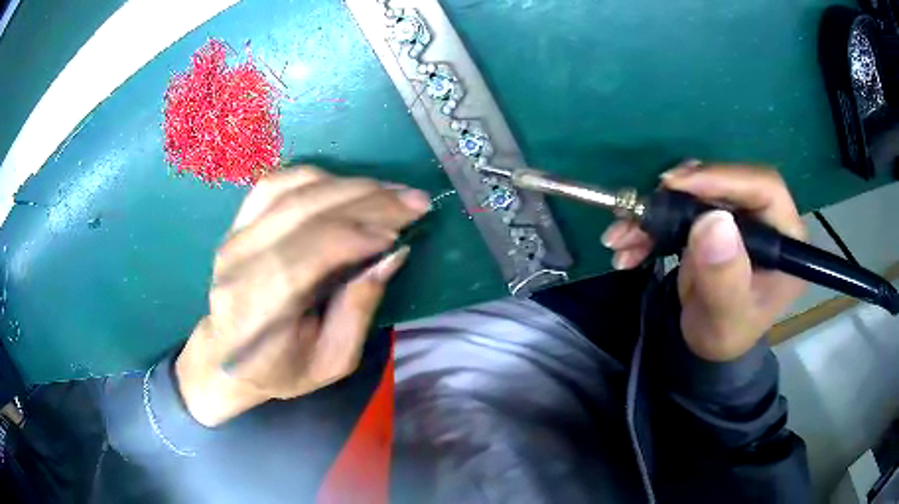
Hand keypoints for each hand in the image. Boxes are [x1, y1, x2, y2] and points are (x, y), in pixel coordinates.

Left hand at [175, 167, 429, 426]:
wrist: (227, 357)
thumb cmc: (282, 369)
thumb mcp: (333, 361)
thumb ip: (359, 309)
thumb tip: (393, 254)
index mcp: (259, 310)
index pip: (308, 253)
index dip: (359, 233)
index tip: (404, 228)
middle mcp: (239, 263)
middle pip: (303, 211)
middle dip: (367, 199)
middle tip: (414, 199)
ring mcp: (234, 237)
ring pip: (292, 189)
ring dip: (347, 184)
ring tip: (388, 191)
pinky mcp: (237, 224)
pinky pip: (276, 183)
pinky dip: (317, 177)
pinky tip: (346, 186)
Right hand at [601, 163, 805, 360]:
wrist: (710, 345)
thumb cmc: (726, 335)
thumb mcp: (727, 316)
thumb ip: (725, 277)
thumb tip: (713, 221)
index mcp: (785, 238)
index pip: (763, 187)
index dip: (723, 178)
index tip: (677, 185)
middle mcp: (764, 219)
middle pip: (724, 185)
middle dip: (677, 197)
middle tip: (641, 210)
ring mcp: (738, 218)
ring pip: (696, 194)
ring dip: (655, 213)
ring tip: (622, 237)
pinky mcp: (714, 221)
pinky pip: (681, 209)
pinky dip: (651, 225)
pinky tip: (628, 245)